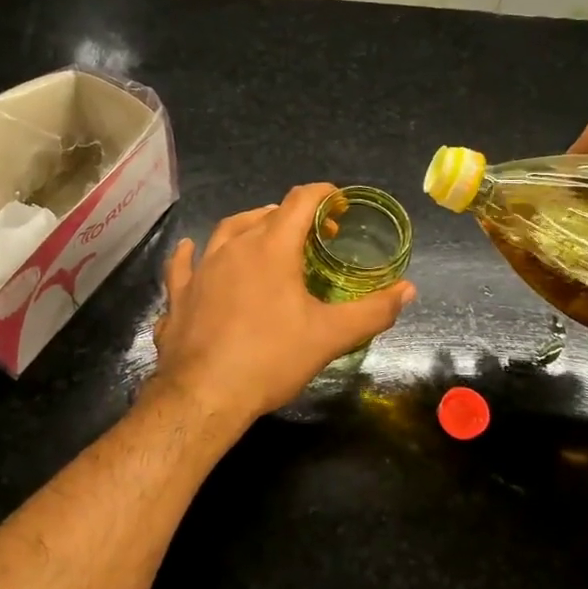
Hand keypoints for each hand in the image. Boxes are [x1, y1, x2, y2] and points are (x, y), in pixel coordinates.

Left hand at [149, 183, 417, 422]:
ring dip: (249, 226)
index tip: (340, 203)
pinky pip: (184, 264)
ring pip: (226, 231)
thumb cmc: (271, 359)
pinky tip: (190, 250)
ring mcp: (201, 269)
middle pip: (265, 214)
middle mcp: (233, 247)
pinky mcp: (179, 294)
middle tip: (314, 238)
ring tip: (264, 236)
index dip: (323, 195)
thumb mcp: (330, 336)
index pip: (300, 202)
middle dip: (293, 217)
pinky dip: (192, 254)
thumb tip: (408, 290)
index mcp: (271, 247)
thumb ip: (372, 310)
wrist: (203, 394)